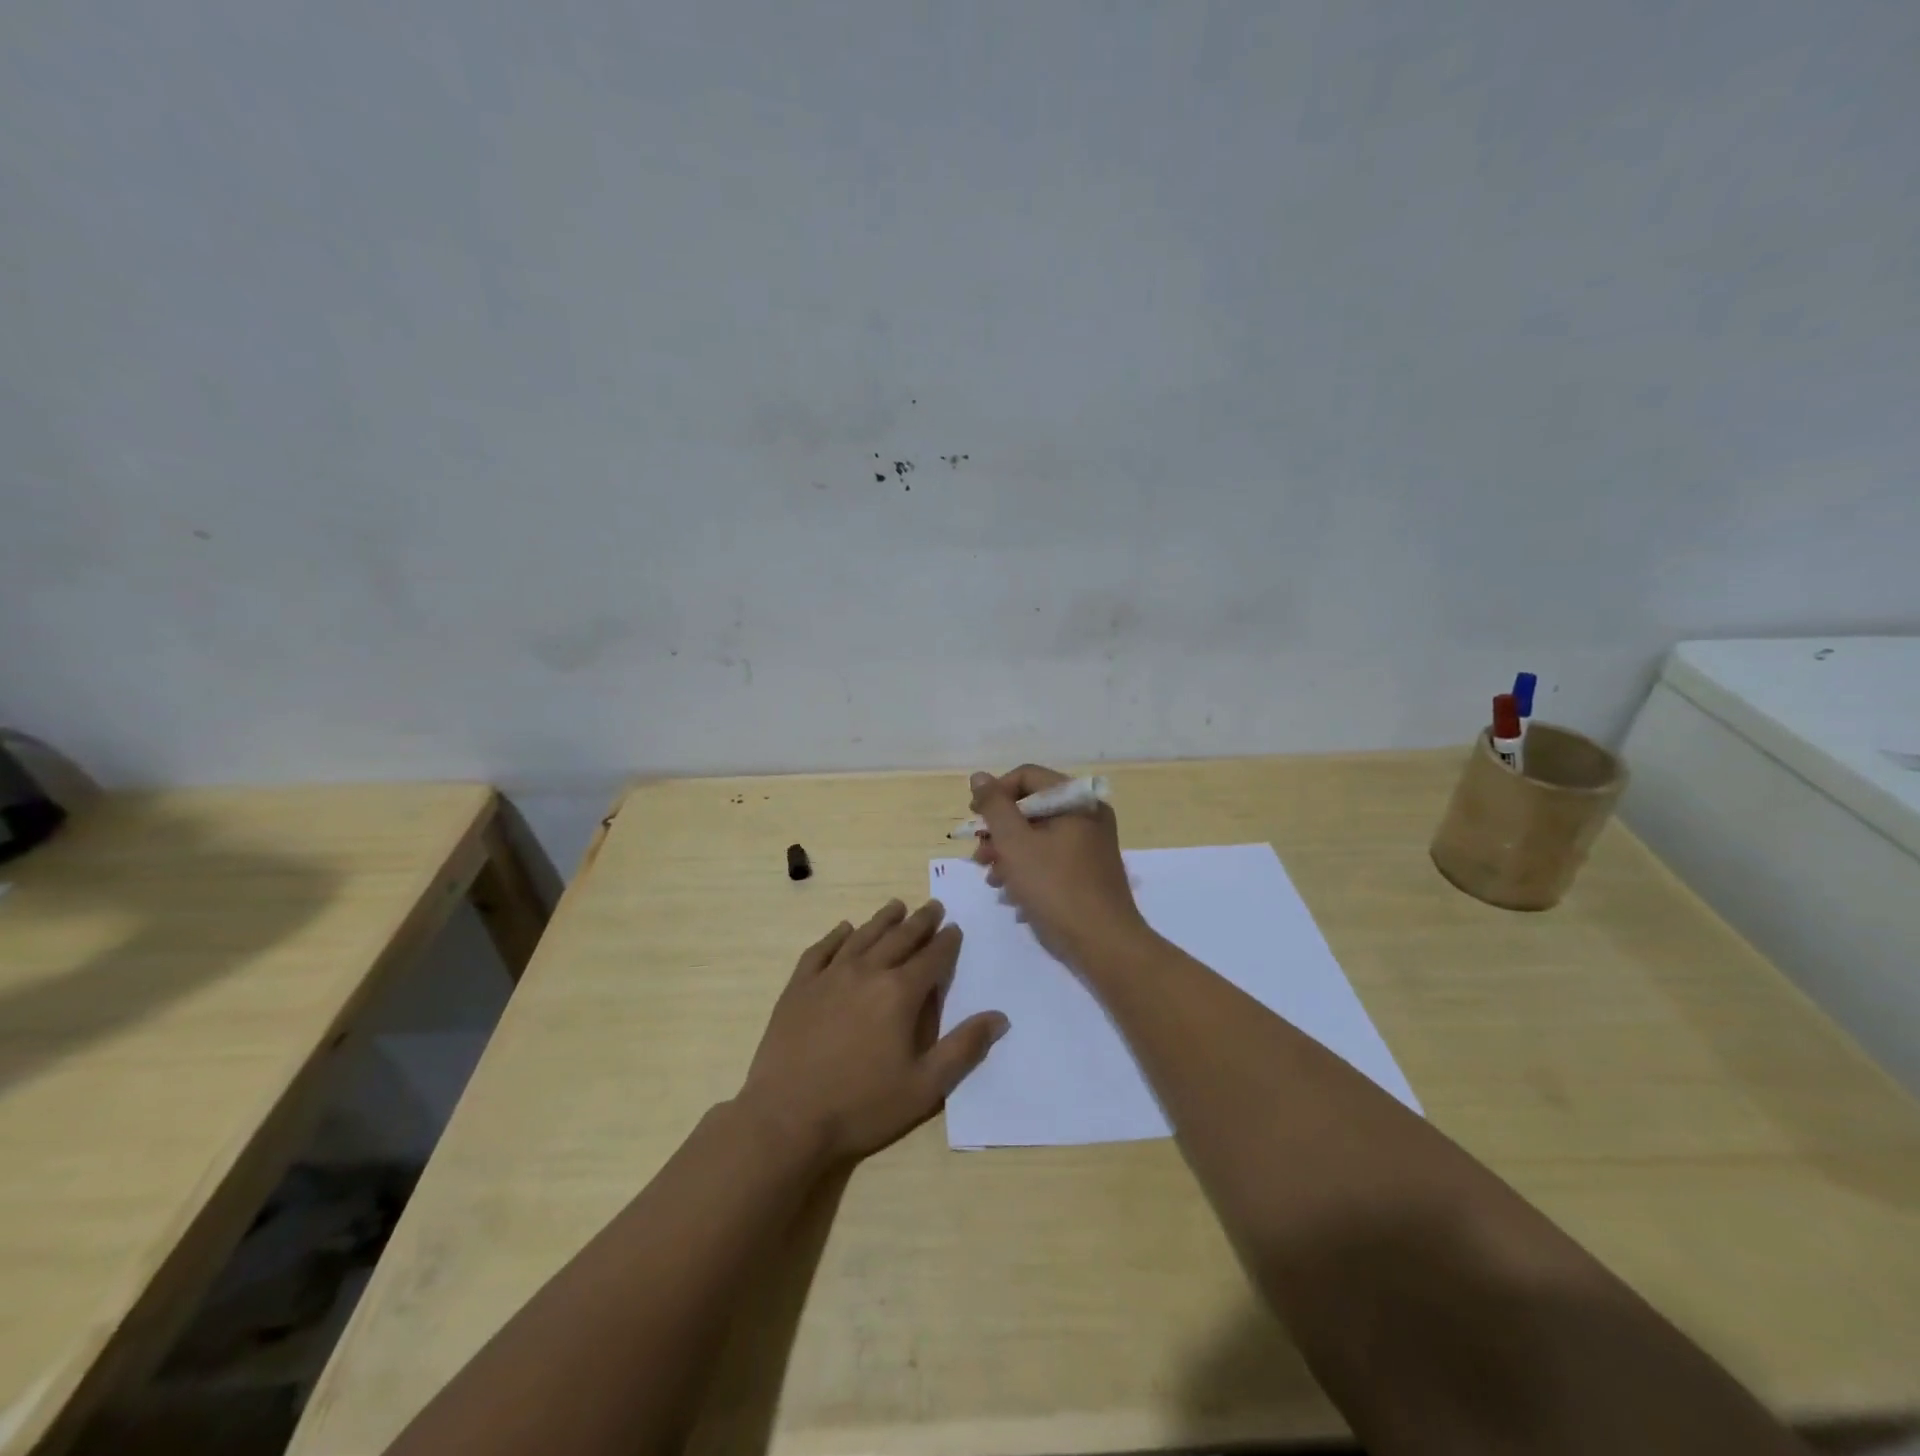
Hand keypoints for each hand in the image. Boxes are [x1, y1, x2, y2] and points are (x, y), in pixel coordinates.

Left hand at [739, 899, 1008, 1166]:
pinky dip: (836, 936)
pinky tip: (844, 929)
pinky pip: (821, 950)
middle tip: (933, 906)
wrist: (787, 1118)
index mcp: (900, 993)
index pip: (932, 958)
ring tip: (896, 906)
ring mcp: (829, 976)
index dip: (947, 942)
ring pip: (863, 936)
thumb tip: (999, 1017)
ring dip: (883, 920)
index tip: (955, 928)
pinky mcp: (799, 987)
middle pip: (899, 938)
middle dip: (920, 922)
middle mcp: (867, 972)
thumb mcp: (925, 1087)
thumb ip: (963, 1048)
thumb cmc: (862, 1105)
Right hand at [969, 765, 1151, 968]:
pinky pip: (1052, 855)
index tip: (974, 821)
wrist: (1103, 943)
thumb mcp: (1015, 843)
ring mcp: (1091, 843)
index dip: (995, 794)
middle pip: (1032, 807)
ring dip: (1009, 852)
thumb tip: (980, 777)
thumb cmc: (1055, 887)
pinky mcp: (1089, 869)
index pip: (1026, 777)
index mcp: (1076, 800)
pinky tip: (1012, 893)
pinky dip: (1029, 867)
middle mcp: (1088, 814)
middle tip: (979, 856)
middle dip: (1000, 831)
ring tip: (992, 879)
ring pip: (1039, 834)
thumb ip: (995, 806)